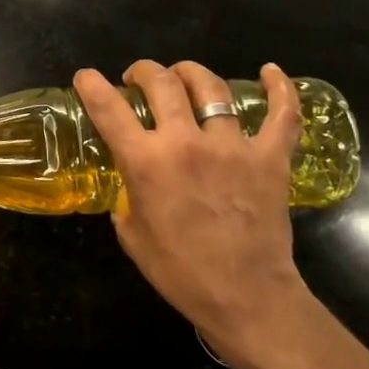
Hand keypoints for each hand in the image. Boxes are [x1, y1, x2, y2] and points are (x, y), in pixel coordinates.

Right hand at [73, 60, 311, 359]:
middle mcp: (185, 142)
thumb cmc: (178, 270)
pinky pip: (282, 115)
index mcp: (144, 161)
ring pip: (211, 87)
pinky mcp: (270, 158)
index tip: (86, 77)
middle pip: (161, 83)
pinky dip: (280, 88)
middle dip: (143, 71)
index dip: (91, 84)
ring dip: (191, 73)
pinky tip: (271, 71)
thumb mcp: (130, 233)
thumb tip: (131, 183)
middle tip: (138, 79)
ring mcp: (232, 146)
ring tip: (183, 76)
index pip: (108, 107)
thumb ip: (126, 196)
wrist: (245, 297)